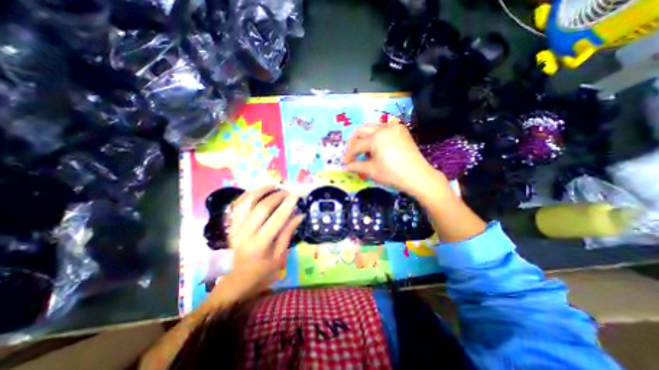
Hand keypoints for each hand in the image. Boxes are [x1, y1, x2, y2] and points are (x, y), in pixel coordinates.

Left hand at [205, 185, 302, 305]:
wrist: (239, 280)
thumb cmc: (263, 271)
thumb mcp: (280, 255)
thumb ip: (288, 233)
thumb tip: (299, 215)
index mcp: (260, 244)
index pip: (276, 219)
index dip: (288, 205)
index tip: (296, 195)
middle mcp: (245, 234)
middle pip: (261, 207)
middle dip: (277, 196)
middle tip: (288, 192)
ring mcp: (236, 228)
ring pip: (247, 202)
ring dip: (261, 191)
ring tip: (273, 186)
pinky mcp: (232, 226)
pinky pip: (238, 205)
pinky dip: (248, 195)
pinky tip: (258, 191)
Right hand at [345, 121, 447, 195]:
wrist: (417, 176)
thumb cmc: (392, 174)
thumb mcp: (371, 170)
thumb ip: (356, 166)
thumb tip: (345, 167)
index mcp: (375, 138)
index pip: (356, 145)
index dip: (348, 155)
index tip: (345, 163)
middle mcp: (383, 128)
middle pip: (361, 130)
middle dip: (354, 142)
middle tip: (352, 153)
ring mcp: (393, 128)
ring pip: (372, 127)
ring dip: (365, 137)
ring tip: (364, 151)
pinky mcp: (401, 131)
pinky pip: (384, 129)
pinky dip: (377, 136)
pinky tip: (377, 146)